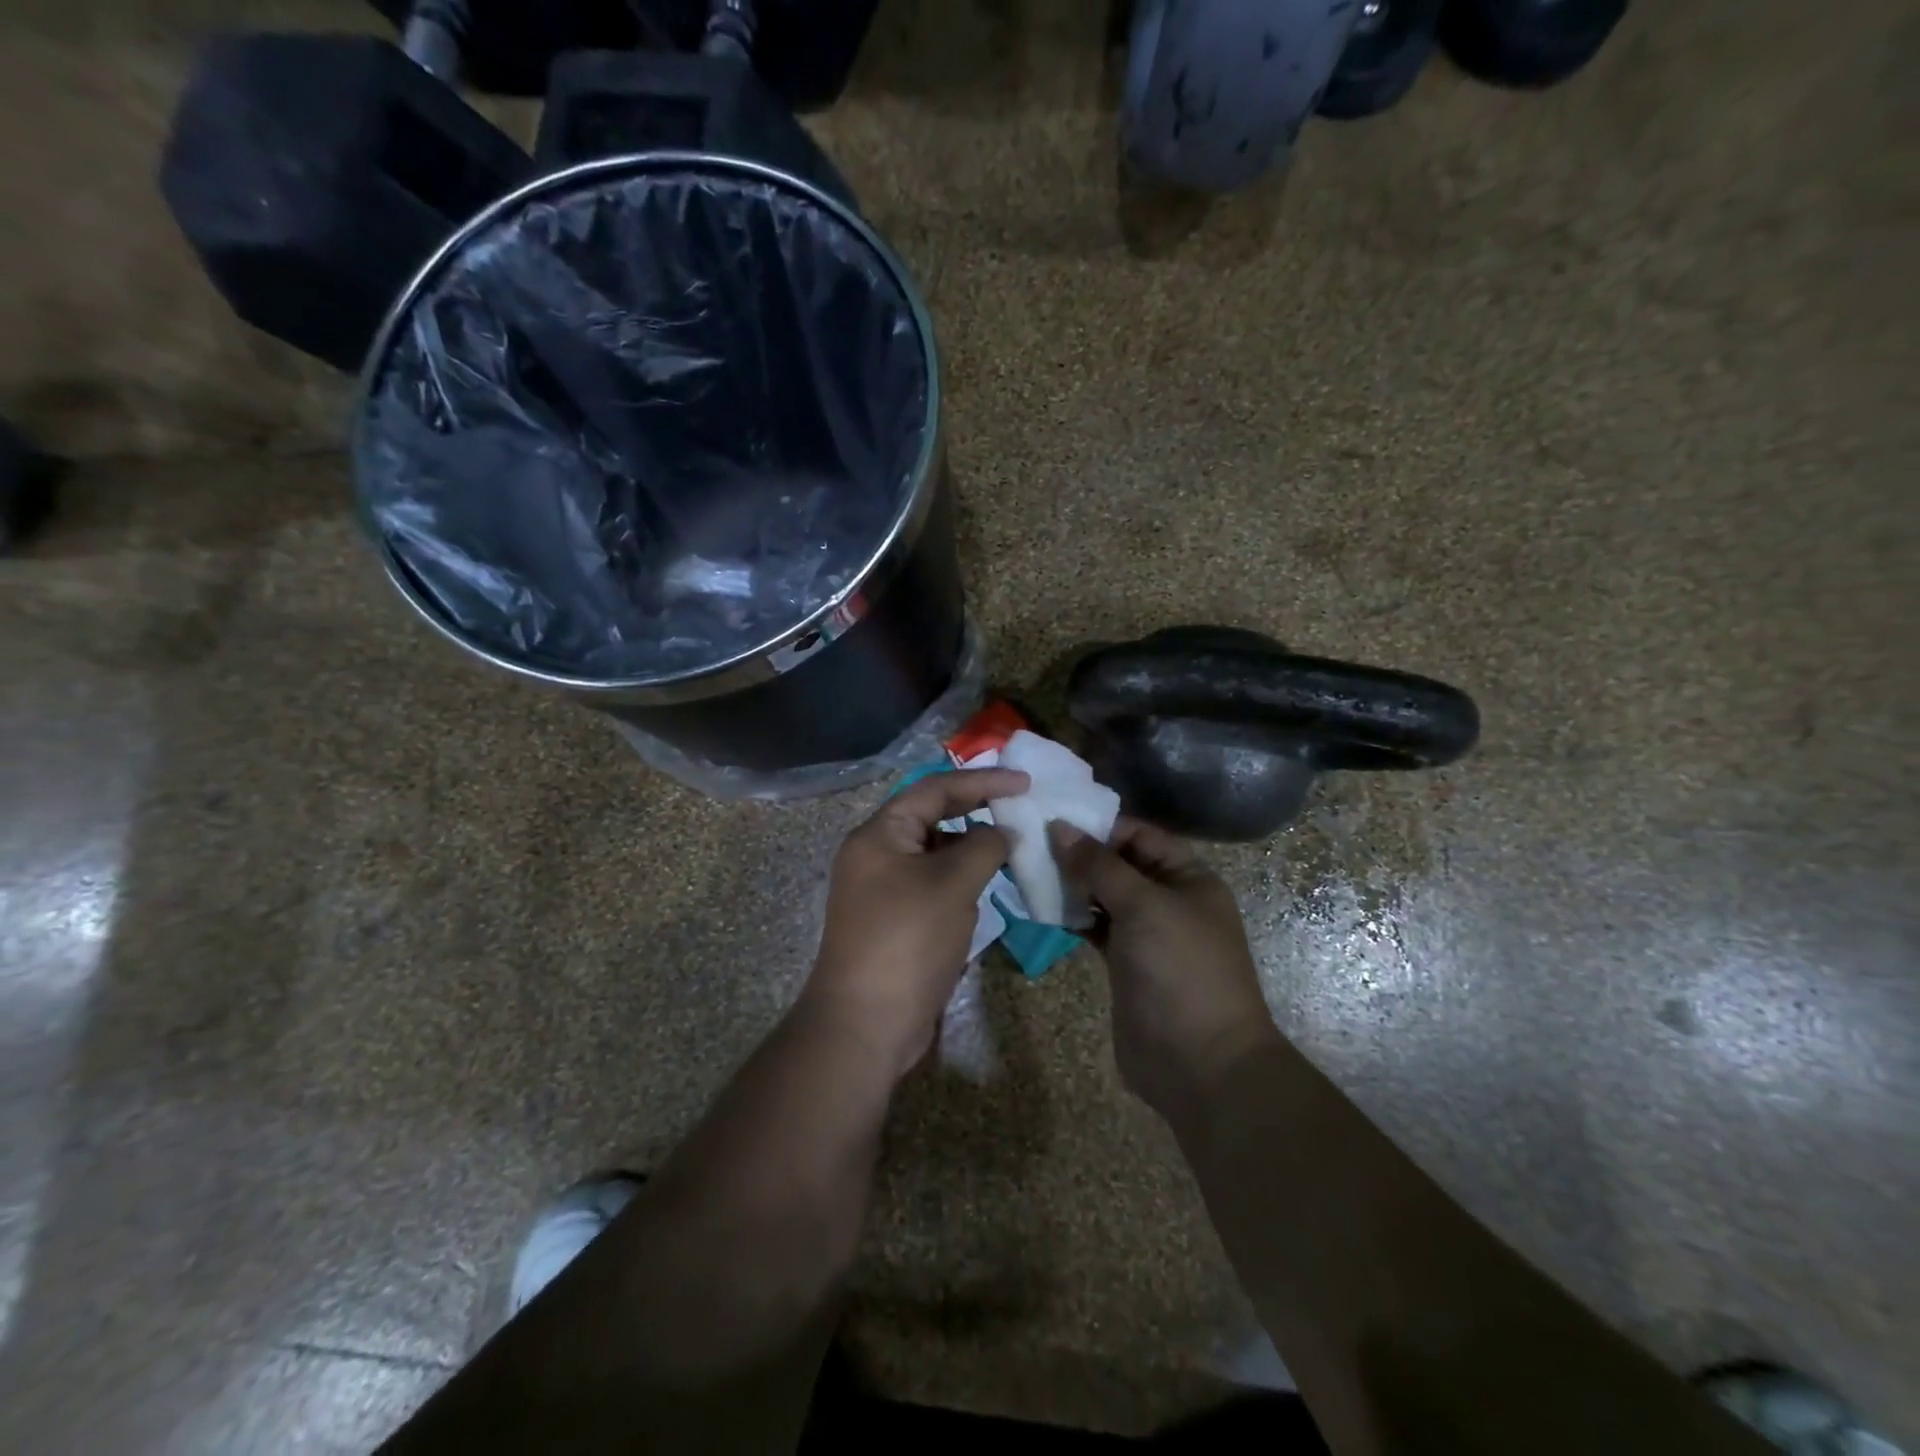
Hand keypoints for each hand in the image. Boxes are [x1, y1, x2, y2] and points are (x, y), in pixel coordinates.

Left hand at [803, 768, 1029, 1080]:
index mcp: (879, 834)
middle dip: (976, 810)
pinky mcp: (895, 920)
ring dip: (971, 847)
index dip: (982, 781)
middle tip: (1020, 807)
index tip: (1024, 782)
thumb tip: (1002, 831)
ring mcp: (883, 889)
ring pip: (934, 853)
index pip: (934, 789)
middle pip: (932, 817)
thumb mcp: (952, 884)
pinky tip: (989, 884)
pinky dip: (961, 878)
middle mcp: (876, 854)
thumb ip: (983, 846)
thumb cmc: (908, 940)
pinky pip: (932, 884)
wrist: (866, 1023)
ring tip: (1012, 845)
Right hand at [1050, 819, 1280, 1124]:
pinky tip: (1043, 908)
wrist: (1199, 1064)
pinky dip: (1073, 917)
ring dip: (1072, 885)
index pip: (1141, 836)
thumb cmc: (1179, 969)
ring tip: (1029, 872)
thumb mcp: (1143, 906)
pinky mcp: (1126, 965)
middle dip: (1080, 854)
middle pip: (1120, 864)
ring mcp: (1147, 935)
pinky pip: (1096, 928)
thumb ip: (1099, 865)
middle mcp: (1169, 900)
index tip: (1053, 819)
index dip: (1100, 826)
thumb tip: (1060, 827)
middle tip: (1031, 843)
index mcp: (1189, 878)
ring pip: (1104, 897)